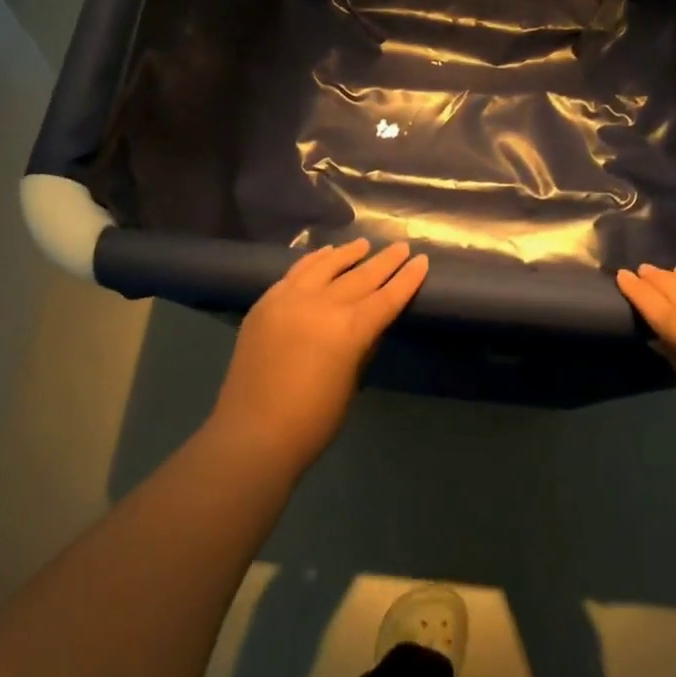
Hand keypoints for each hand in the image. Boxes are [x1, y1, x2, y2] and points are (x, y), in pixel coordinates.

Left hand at [211, 239, 428, 470]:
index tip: (422, 260)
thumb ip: (361, 346)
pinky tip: (323, 254)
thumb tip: (369, 324)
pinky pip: (295, 273)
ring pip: (325, 265)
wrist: (253, 432)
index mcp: (349, 329)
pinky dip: (313, 261)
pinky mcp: (266, 303)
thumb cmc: (313, 420)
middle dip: (384, 261)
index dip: (407, 279)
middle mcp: (321, 304)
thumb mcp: (350, 382)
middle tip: (400, 246)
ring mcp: (289, 299)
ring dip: (347, 253)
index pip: (387, 297)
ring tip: (363, 244)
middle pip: (360, 276)